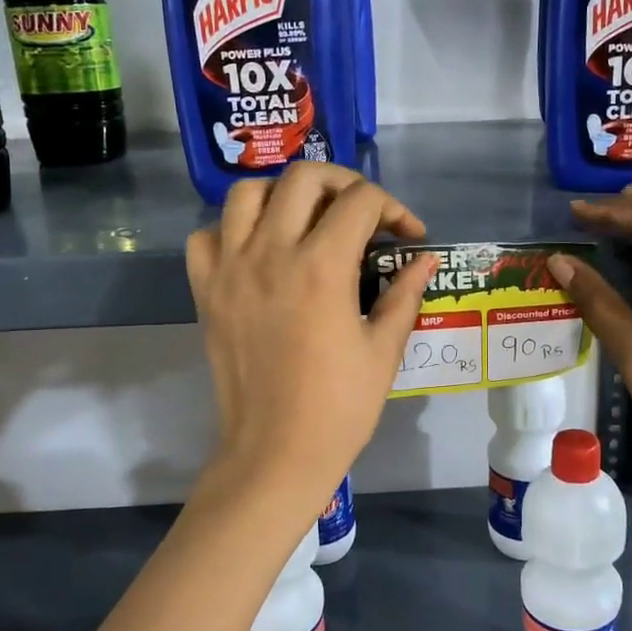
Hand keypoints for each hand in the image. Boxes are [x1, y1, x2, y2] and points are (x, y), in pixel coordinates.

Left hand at [185, 163, 434, 520]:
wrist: (275, 452)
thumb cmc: (339, 407)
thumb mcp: (384, 350)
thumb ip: (404, 294)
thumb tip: (425, 260)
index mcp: (322, 267)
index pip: (361, 202)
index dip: (395, 210)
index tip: (408, 237)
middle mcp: (271, 253)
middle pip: (304, 178)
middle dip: (344, 184)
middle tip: (363, 214)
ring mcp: (231, 269)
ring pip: (247, 193)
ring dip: (283, 194)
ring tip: (307, 219)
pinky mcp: (206, 291)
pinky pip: (207, 236)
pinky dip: (232, 231)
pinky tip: (258, 252)